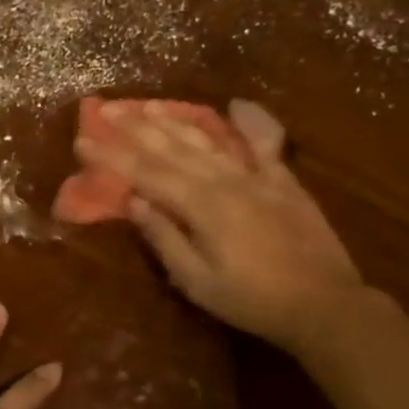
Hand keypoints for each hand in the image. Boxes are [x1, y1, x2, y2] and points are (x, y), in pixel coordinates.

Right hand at [76, 99, 364, 352]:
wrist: (325, 304)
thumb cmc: (253, 301)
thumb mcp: (199, 282)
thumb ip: (166, 239)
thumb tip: (137, 203)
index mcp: (201, 205)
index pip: (145, 174)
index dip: (112, 156)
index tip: (83, 139)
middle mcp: (225, 180)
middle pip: (172, 147)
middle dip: (136, 127)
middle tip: (108, 109)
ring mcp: (256, 176)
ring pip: (208, 139)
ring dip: (176, 120)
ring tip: (149, 104)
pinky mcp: (283, 180)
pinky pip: (263, 143)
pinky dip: (250, 121)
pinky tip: (236, 105)